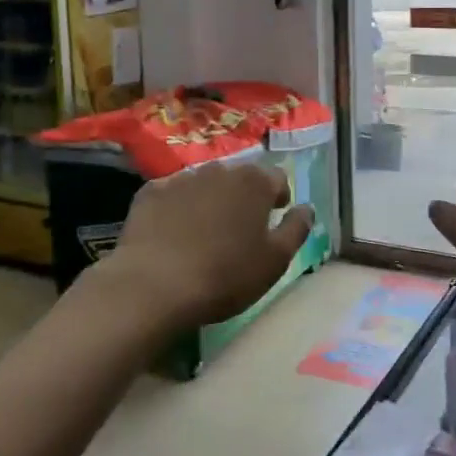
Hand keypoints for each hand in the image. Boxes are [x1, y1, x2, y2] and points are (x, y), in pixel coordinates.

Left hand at [97, 161, 315, 334]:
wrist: (153, 285)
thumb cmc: (225, 276)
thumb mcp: (275, 261)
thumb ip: (296, 229)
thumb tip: (306, 208)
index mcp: (254, 183)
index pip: (277, 178)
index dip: (279, 197)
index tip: (275, 217)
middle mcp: (219, 170)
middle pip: (239, 178)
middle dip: (243, 197)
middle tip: (240, 228)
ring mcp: (181, 178)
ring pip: (204, 184)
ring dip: (210, 200)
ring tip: (205, 232)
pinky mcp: (149, 192)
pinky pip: (171, 195)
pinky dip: (177, 208)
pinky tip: (172, 233)